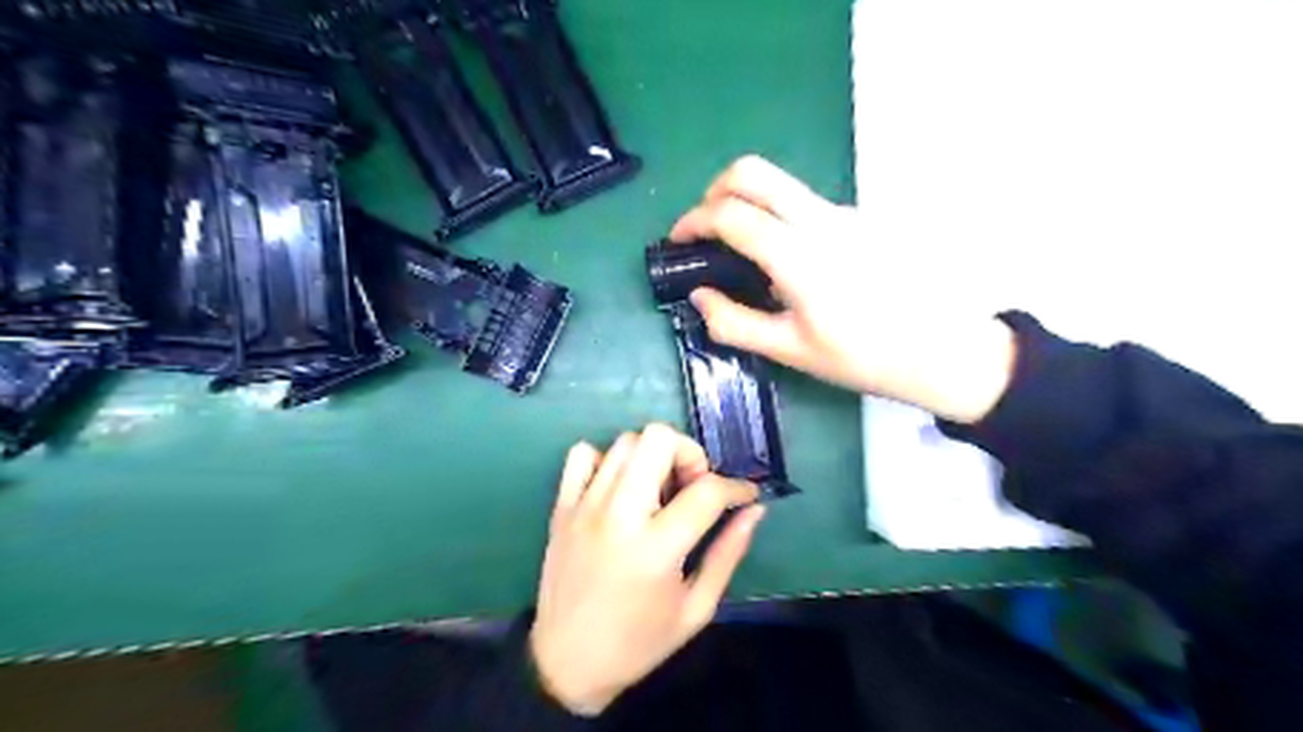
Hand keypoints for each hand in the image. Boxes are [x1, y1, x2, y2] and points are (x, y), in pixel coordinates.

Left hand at [534, 423, 766, 713]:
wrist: (566, 663)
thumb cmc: (639, 643)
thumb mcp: (697, 608)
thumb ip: (729, 553)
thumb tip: (754, 510)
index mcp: (657, 548)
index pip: (707, 490)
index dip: (738, 487)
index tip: (746, 496)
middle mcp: (619, 515)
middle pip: (658, 439)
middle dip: (689, 454)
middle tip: (693, 486)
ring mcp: (585, 506)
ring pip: (625, 441)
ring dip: (652, 456)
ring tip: (658, 491)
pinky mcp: (561, 506)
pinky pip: (582, 454)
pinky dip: (606, 461)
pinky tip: (617, 489)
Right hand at [671, 158, 1017, 424]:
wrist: (941, 349)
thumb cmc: (863, 357)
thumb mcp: (791, 350)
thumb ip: (735, 322)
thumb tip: (698, 297)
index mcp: (799, 256)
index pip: (731, 215)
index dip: (693, 221)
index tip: (678, 241)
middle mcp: (820, 220)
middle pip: (753, 172)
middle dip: (715, 191)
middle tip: (704, 228)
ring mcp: (844, 213)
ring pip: (780, 185)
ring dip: (747, 203)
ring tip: (740, 250)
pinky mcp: (859, 218)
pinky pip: (804, 204)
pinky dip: (777, 217)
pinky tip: (784, 261)